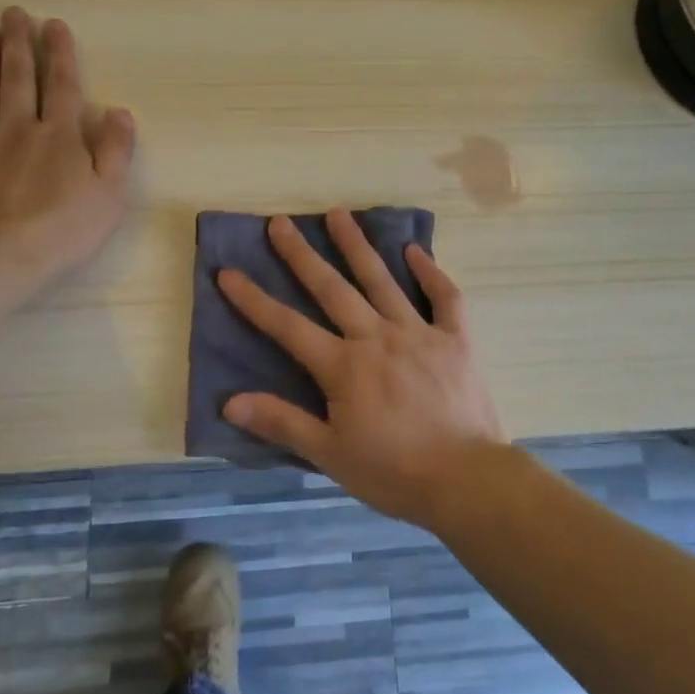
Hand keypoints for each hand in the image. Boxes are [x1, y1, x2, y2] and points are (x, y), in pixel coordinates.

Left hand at [0, 7, 134, 294]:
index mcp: (59, 135)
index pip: (62, 85)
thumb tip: (119, 111)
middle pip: (18, 78)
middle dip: (17, 43)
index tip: (53, 24)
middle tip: (12, 12)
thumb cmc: (61, 231)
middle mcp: (17, 128)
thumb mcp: (108, 195)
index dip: (60, 53)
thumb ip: (116, 150)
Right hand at [218, 212, 506, 529]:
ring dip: (357, 246)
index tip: (228, 272)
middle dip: (301, 254)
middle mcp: (376, 337)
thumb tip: (231, 401)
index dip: (254, 300)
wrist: (466, 479)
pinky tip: (415, 249)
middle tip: (280, 222)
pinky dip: (430, 272)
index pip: (288, 327)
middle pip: (332, 289)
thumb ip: (282, 422)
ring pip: (381, 280)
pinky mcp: (455, 339)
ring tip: (338, 214)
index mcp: (344, 366)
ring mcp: (418, 333)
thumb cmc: (393, 472)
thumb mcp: (330, 454)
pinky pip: (444, 298)